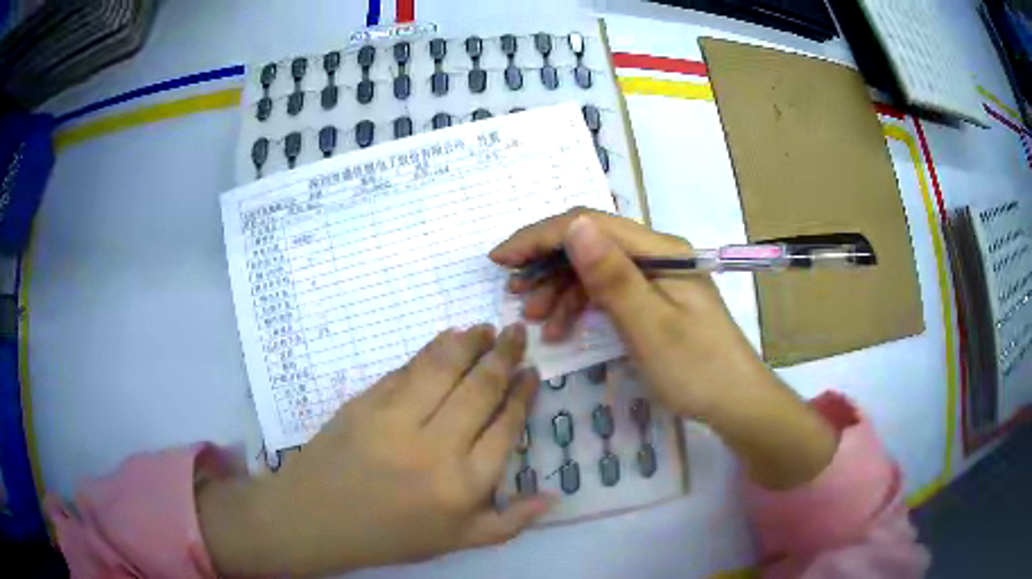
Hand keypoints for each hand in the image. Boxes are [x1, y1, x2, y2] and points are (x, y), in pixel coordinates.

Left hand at [198, 324, 549, 576]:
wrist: (317, 519)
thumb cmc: (392, 536)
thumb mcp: (458, 541)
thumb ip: (510, 522)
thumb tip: (555, 496)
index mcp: (463, 485)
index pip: (505, 428)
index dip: (522, 395)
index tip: (532, 373)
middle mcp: (435, 449)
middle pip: (480, 390)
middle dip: (505, 356)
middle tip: (518, 333)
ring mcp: (395, 421)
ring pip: (444, 369)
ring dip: (470, 342)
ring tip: (488, 328)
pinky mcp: (365, 403)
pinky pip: (406, 370)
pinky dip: (431, 350)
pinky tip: (447, 339)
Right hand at [490, 209, 836, 489]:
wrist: (735, 402)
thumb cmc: (696, 370)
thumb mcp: (650, 328)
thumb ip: (613, 276)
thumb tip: (575, 226)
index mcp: (659, 251)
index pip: (590, 224)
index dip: (540, 236)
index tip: (501, 259)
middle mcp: (656, 254)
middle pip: (591, 242)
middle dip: (546, 263)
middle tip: (514, 295)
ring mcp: (655, 276)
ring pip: (595, 268)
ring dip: (560, 289)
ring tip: (534, 320)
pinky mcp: (653, 299)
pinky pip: (608, 291)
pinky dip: (581, 305)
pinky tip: (562, 328)